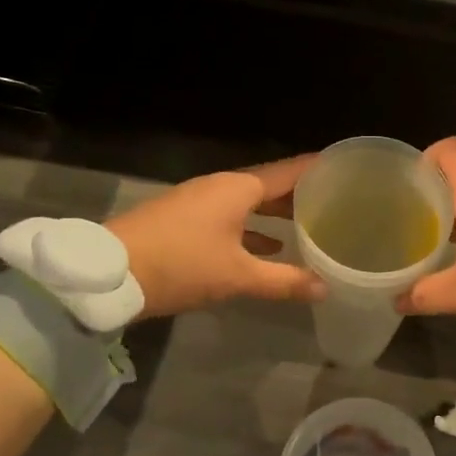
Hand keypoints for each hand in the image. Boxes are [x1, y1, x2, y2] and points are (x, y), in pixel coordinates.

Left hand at [107, 156, 326, 318]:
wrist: (109, 273)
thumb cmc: (181, 265)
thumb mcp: (237, 276)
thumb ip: (283, 280)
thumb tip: (324, 288)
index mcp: (237, 188)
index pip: (288, 171)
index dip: (317, 168)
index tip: (346, 167)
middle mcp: (220, 187)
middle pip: (269, 184)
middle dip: (299, 193)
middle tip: (336, 200)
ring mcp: (198, 202)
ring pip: (248, 202)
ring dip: (275, 212)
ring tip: (308, 224)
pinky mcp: (184, 219)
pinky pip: (230, 216)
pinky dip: (252, 227)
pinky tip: (268, 246)